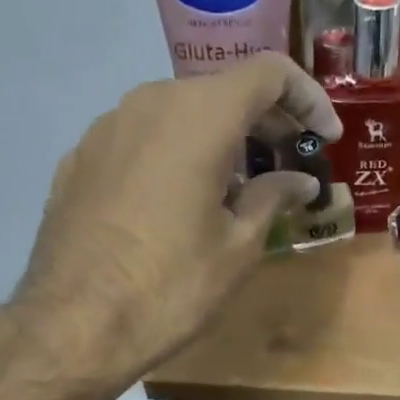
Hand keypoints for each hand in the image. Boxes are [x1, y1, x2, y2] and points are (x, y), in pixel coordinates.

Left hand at [11, 53, 343, 386]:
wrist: (73, 325)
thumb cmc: (170, 286)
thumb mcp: (237, 247)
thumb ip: (272, 198)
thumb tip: (298, 180)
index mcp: (199, 115)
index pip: (268, 73)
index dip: (307, 99)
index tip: (326, 138)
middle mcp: (149, 103)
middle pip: (221, 92)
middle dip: (263, 123)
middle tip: (288, 165)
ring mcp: (106, 128)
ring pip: (177, 115)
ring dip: (217, 141)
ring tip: (235, 191)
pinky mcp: (78, 159)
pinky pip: (140, 142)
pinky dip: (173, 157)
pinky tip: (178, 204)